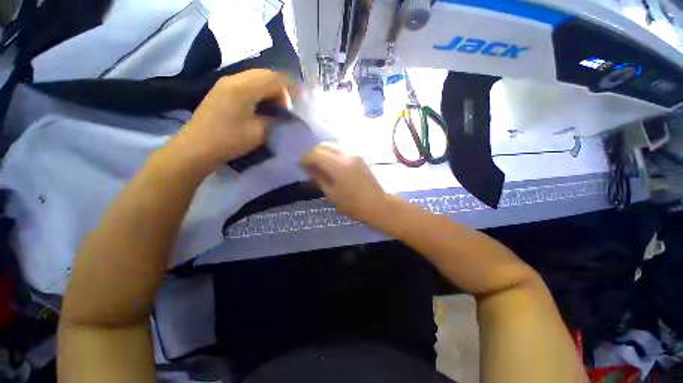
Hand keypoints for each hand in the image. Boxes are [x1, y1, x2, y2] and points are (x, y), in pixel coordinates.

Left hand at [170, 69, 289, 164]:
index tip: (299, 102)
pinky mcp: (222, 91)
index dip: (290, 88)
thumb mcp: (258, 133)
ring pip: (255, 78)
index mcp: (243, 88)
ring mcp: (226, 83)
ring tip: (278, 107)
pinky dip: (260, 92)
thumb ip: (276, 121)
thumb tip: (287, 117)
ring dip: (270, 89)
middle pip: (265, 74)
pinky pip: (247, 84)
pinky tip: (263, 106)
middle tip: (288, 107)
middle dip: (281, 88)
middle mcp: (234, 79)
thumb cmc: (229, 140)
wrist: (196, 148)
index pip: (274, 78)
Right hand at [300, 144, 390, 224]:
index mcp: (337, 166)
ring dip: (324, 151)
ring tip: (320, 163)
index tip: (300, 165)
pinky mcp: (360, 157)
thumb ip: (319, 178)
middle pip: (324, 146)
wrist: (377, 204)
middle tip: (309, 164)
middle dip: (314, 153)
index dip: (305, 158)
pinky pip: (342, 149)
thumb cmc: (352, 204)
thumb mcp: (331, 194)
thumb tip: (309, 168)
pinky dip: (333, 152)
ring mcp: (355, 154)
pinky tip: (332, 163)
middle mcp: (346, 155)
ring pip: (334, 145)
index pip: (316, 154)